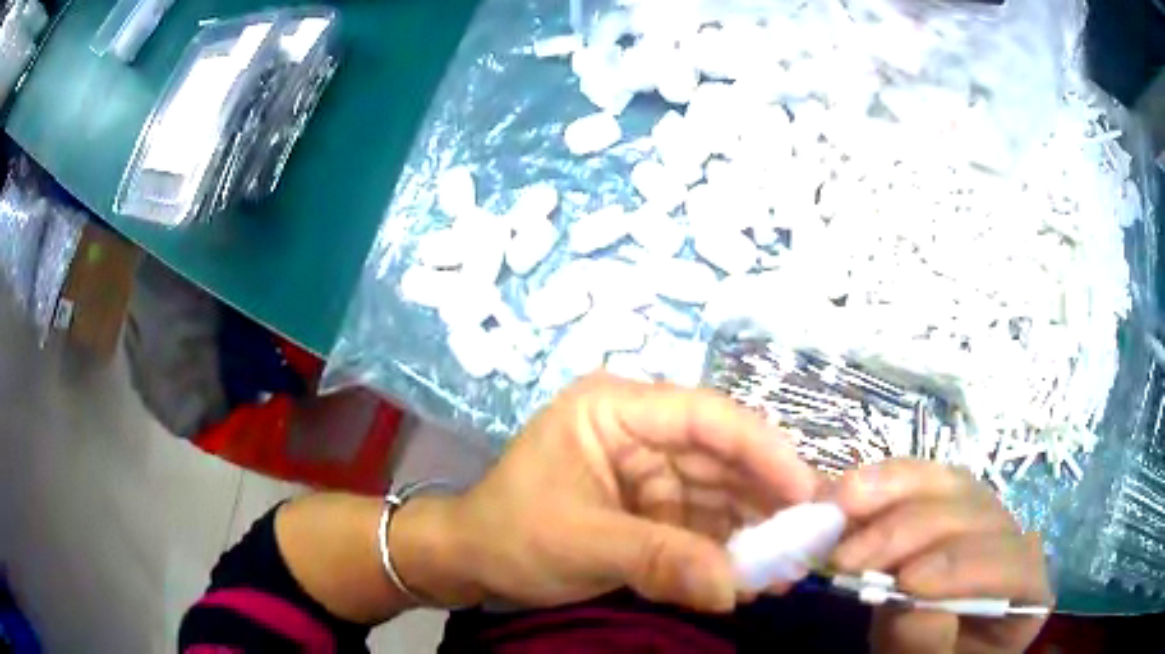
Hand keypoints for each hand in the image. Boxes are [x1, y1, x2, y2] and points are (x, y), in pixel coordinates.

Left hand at [432, 373, 817, 611]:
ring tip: (790, 568)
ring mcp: (651, 471)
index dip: (763, 450)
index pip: (705, 417)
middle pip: (722, 457)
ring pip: (721, 494)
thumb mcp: (581, 543)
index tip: (806, 493)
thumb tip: (735, 590)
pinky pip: (705, 524)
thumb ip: (660, 562)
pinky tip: (755, 576)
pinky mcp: (655, 508)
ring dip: (755, 532)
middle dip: (767, 500)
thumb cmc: (510, 534)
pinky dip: (730, 551)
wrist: (472, 561)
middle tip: (812, 539)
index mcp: (615, 408)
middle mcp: (642, 431)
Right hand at [830, 460, 1052, 653]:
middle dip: (912, 531)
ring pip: (950, 484)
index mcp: (1024, 593)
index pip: (1014, 565)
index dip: (966, 566)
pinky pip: (921, 479)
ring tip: (839, 515)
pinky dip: (882, 482)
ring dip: (891, 493)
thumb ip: (924, 649)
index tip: (906, 583)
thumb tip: (908, 605)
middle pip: (978, 515)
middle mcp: (1011, 543)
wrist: (917, 653)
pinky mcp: (945, 505)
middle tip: (848, 562)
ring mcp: (980, 518)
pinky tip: (848, 493)